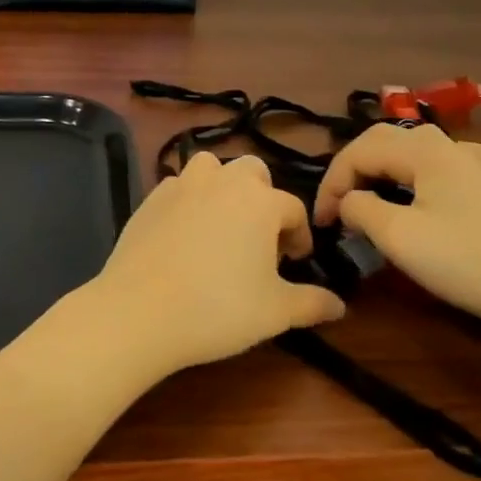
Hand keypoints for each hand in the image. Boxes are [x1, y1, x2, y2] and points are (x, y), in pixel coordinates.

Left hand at [85, 152, 344, 377]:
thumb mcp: (275, 312)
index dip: (300, 235)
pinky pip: (179, 186)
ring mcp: (183, 184)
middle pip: (253, 173)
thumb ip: (312, 303)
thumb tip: (340, 305)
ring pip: (212, 168)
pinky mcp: (151, 197)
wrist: (140, 310)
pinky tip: (185, 233)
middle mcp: (223, 181)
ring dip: (223, 187)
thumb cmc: (218, 309)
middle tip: (259, 240)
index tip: (295, 262)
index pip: (294, 209)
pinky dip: (189, 200)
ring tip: (222, 225)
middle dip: (263, 198)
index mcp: (260, 201)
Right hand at [313, 124, 480, 332]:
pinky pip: (447, 162)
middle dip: (352, 170)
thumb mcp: (397, 236)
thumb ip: (360, 209)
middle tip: (337, 206)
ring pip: (413, 149)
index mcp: (421, 151)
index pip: (358, 153)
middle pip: (384, 141)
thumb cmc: (463, 260)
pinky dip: (423, 169)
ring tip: (370, 195)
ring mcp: (473, 165)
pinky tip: (430, 181)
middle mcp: (446, 147)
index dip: (332, 183)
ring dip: (383, 168)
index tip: (321, 221)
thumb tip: (348, 202)